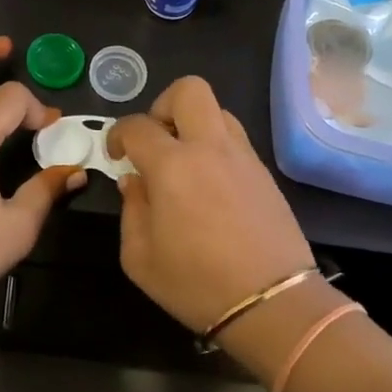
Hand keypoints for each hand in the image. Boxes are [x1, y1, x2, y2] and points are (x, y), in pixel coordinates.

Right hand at [108, 77, 314, 333]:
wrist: (273, 302)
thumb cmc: (196, 284)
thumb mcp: (140, 258)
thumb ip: (132, 209)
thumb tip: (135, 181)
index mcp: (172, 166)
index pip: (137, 126)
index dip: (118, 134)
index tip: (117, 155)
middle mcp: (210, 148)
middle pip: (189, 89)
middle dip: (163, 104)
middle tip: (156, 141)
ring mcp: (243, 156)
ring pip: (218, 110)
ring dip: (194, 124)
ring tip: (184, 161)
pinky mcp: (265, 172)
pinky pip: (235, 139)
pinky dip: (216, 147)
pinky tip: (210, 184)